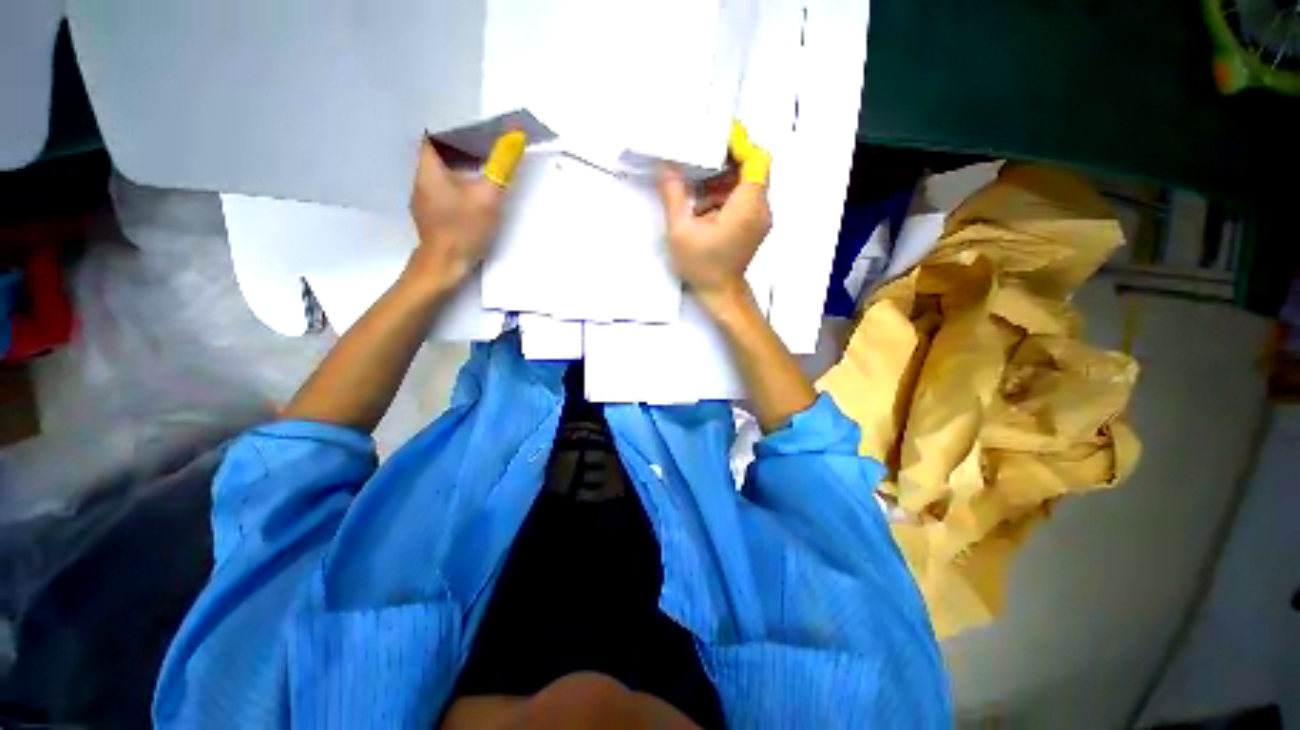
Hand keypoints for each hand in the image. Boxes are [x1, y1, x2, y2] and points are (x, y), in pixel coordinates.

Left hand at [403, 132, 524, 295]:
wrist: (445, 265)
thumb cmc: (463, 229)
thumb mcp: (489, 197)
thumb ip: (502, 168)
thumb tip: (516, 138)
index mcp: (428, 168)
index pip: (433, 134)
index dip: (453, 129)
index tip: (474, 131)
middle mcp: (420, 179)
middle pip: (438, 153)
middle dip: (460, 148)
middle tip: (485, 148)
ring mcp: (423, 199)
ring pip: (441, 173)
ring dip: (459, 168)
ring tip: (482, 169)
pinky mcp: (430, 215)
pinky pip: (443, 190)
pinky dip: (457, 186)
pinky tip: (473, 195)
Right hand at [656, 124, 771, 311]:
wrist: (720, 294)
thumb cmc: (702, 266)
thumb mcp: (681, 231)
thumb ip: (674, 195)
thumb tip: (666, 166)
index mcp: (747, 206)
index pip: (757, 159)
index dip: (739, 144)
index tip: (715, 138)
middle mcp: (761, 208)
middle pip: (752, 168)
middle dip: (725, 161)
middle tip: (698, 159)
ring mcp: (760, 217)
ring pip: (747, 183)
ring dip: (722, 180)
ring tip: (696, 188)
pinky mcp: (754, 225)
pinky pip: (745, 198)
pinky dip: (725, 195)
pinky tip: (703, 206)